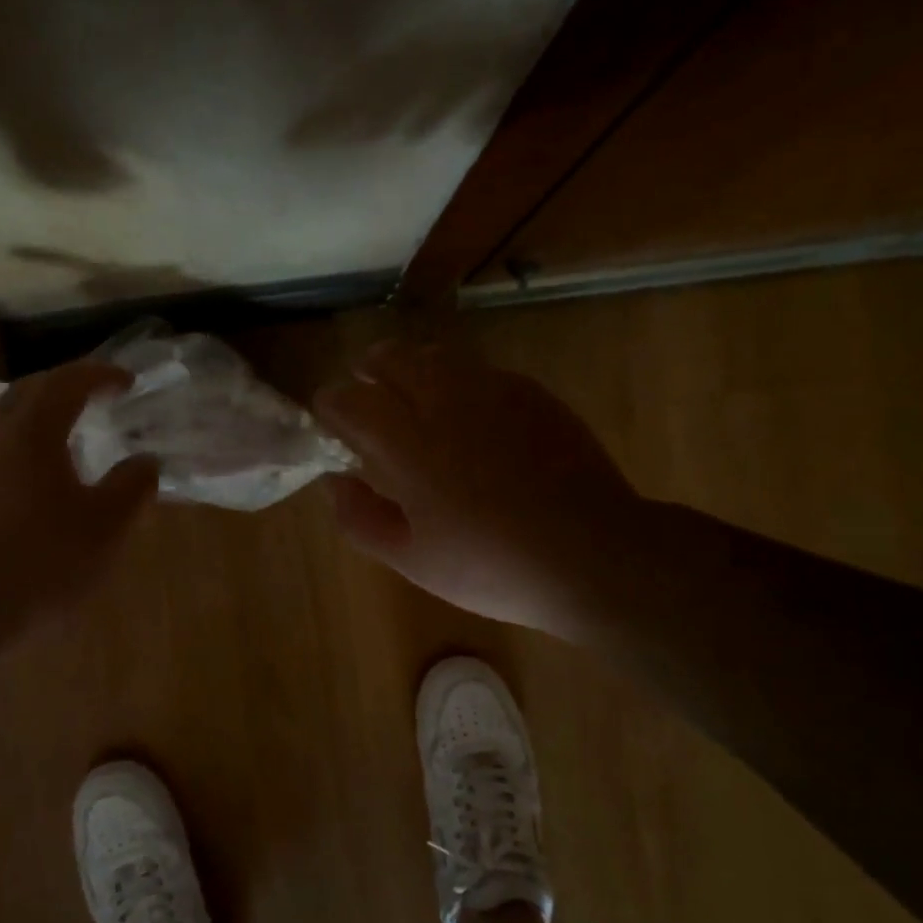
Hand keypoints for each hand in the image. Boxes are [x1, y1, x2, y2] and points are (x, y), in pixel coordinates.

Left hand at [0, 362, 157, 666]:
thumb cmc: (40, 561)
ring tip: (74, 438)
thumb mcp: (105, 527)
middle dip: (66, 385)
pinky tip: (43, 483)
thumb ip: (132, 487)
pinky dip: (26, 449)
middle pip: (29, 392)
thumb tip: (145, 461)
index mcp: (32, 433)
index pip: (67, 382)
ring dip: (43, 418)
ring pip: (8, 423)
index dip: (100, 375)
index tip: (128, 381)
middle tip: (97, 395)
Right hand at [312, 340, 644, 640]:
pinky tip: (469, 414)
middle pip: (390, 358)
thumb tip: (335, 482)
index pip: (348, 399)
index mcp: (406, 443)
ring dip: (412, 369)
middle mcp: (443, 401)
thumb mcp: (412, 560)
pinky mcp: (530, 393)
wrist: (591, 554)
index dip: (330, 404)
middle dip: (368, 371)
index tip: (331, 420)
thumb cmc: (491, 566)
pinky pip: (480, 370)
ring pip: (435, 355)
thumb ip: (360, 518)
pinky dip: (458, 381)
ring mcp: (492, 390)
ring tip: (414, 399)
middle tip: (368, 397)